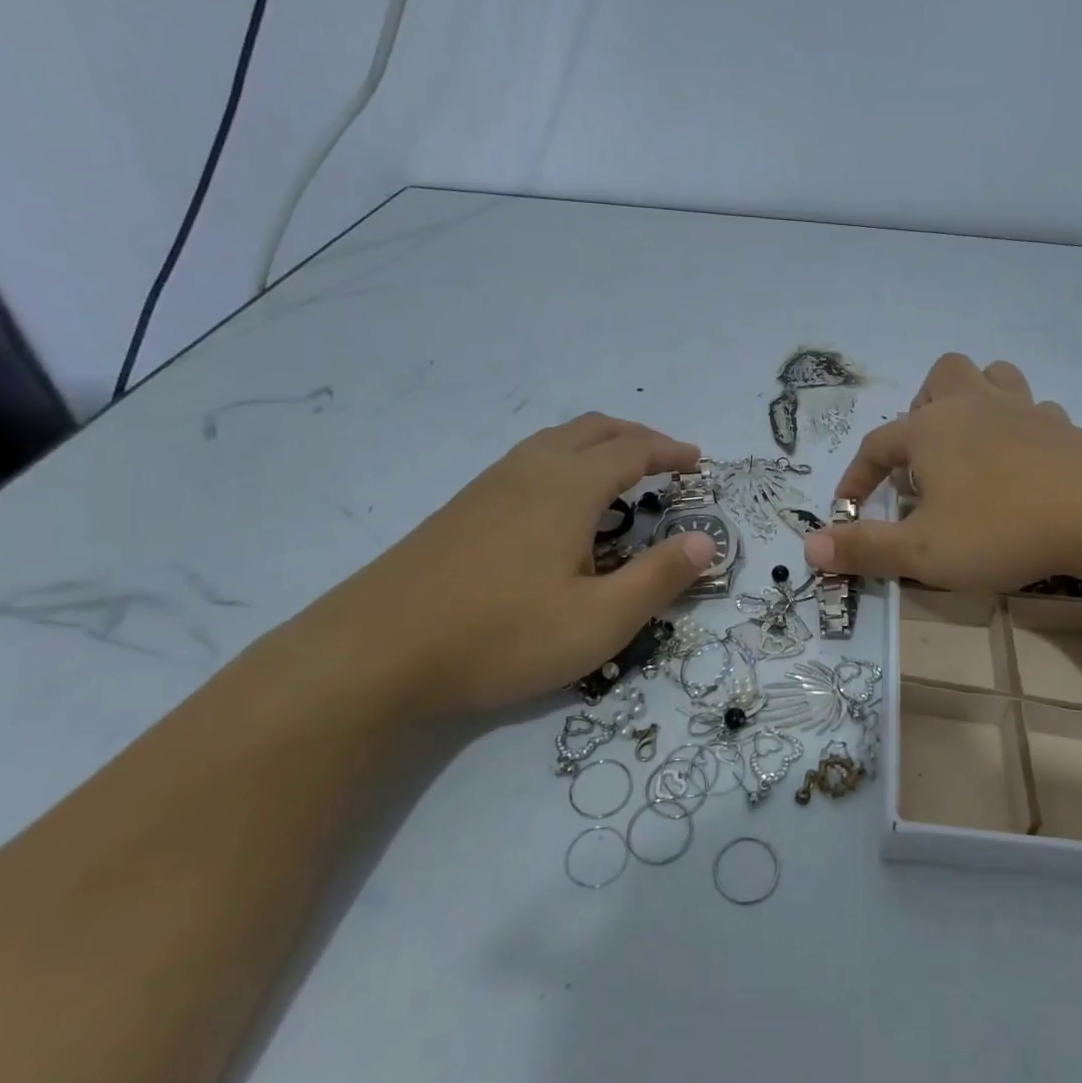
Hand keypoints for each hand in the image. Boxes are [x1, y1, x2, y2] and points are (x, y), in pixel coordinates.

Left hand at [304, 414, 716, 716]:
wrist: (375, 652)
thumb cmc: (502, 635)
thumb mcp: (599, 620)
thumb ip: (659, 578)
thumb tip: (706, 542)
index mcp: (569, 487)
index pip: (633, 451)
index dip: (670, 452)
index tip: (697, 461)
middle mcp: (530, 470)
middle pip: (593, 430)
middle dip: (637, 437)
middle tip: (666, 460)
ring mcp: (489, 485)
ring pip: (555, 441)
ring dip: (598, 445)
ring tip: (619, 474)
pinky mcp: (461, 508)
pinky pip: (528, 461)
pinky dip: (564, 461)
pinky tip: (559, 503)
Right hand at [803, 354, 1081, 590]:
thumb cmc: (1002, 528)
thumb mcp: (922, 552)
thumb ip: (864, 549)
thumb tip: (809, 547)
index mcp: (931, 430)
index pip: (876, 445)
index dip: (856, 478)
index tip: (848, 512)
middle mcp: (974, 408)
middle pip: (941, 378)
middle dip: (924, 410)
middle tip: (924, 460)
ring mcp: (1025, 412)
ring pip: (993, 378)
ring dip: (975, 403)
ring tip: (971, 447)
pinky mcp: (1066, 429)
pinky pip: (1037, 411)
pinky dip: (1022, 428)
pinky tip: (1025, 463)